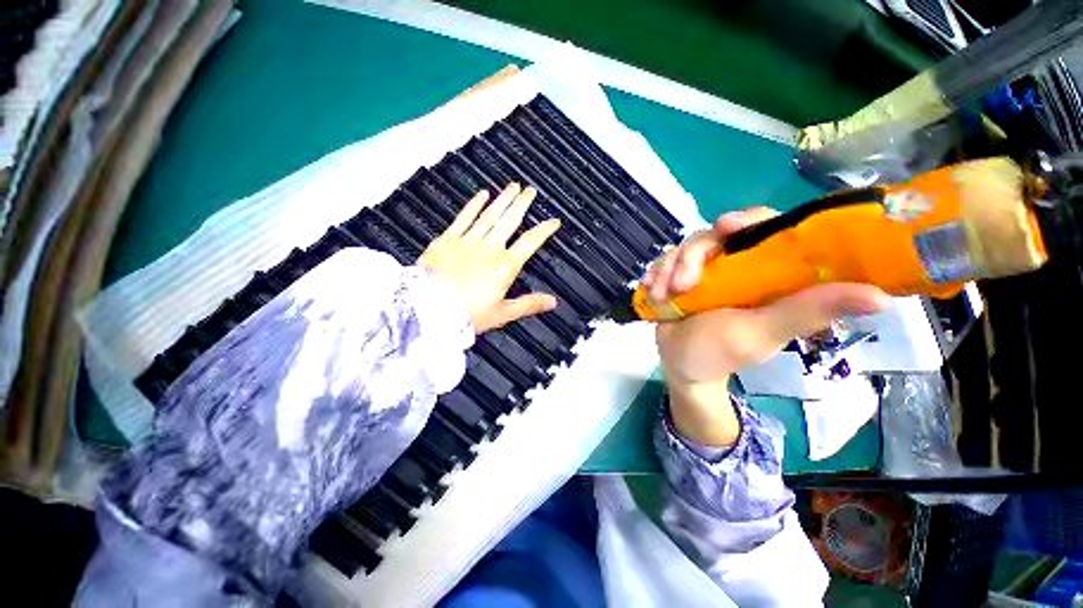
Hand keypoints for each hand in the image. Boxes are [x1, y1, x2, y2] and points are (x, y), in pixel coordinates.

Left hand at [419, 183, 560, 332]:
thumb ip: (529, 304)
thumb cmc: (467, 314)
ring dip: (503, 199)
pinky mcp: (448, 239)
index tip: (553, 221)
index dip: (544, 230)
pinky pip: (464, 217)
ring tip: (513, 186)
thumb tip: (551, 302)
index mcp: (505, 266)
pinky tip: (483, 194)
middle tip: (530, 191)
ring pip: (490, 214)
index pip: (530, 241)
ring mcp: (468, 241)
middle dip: (522, 204)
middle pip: (510, 220)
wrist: (430, 309)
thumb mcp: (503, 313)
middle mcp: (489, 248)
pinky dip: (474, 204)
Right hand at [644, 208, 889, 445]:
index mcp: (764, 272)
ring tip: (663, 295)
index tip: (726, 226)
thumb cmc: (722, 353)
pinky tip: (653, 293)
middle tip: (681, 283)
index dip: (747, 219)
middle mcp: (734, 264)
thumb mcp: (762, 333)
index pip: (764, 227)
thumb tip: (880, 297)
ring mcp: (702, 270)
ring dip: (668, 269)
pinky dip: (654, 275)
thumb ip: (807, 312)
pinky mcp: (676, 276)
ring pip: (683, 248)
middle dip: (691, 255)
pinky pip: (663, 262)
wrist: (680, 366)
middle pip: (713, 234)